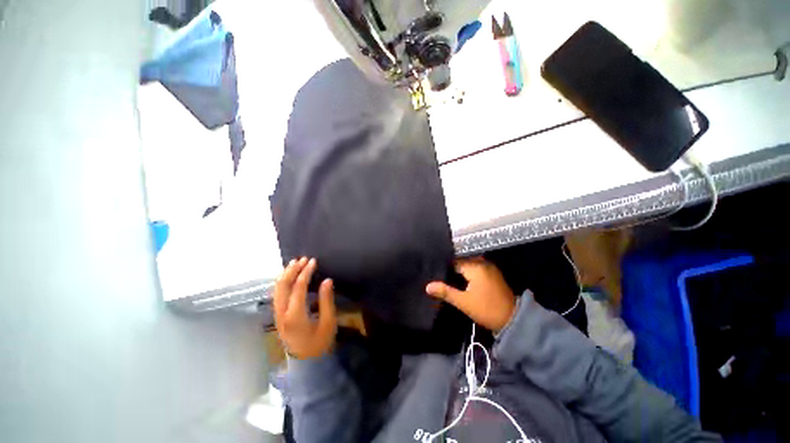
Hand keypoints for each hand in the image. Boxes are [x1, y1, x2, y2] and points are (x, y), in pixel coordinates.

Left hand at [274, 257, 336, 359]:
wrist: (306, 363)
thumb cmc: (320, 343)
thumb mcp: (328, 322)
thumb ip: (327, 300)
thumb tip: (327, 280)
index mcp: (295, 316)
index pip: (298, 288)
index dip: (306, 272)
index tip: (313, 261)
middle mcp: (282, 314)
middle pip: (282, 286)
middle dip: (292, 270)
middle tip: (303, 259)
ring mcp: (277, 315)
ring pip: (276, 290)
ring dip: (285, 275)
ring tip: (294, 263)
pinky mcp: (278, 316)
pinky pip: (277, 295)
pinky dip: (282, 283)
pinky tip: (288, 276)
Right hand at [426, 258, 515, 331]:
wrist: (512, 320)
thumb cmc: (487, 310)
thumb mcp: (464, 302)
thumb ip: (445, 292)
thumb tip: (427, 286)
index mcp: (476, 266)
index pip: (454, 262)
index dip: (444, 268)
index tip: (434, 274)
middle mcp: (483, 263)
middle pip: (461, 262)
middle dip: (451, 269)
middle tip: (438, 276)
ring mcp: (489, 268)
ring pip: (468, 265)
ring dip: (459, 272)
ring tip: (446, 278)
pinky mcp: (492, 274)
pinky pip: (475, 269)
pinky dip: (467, 274)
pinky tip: (460, 281)